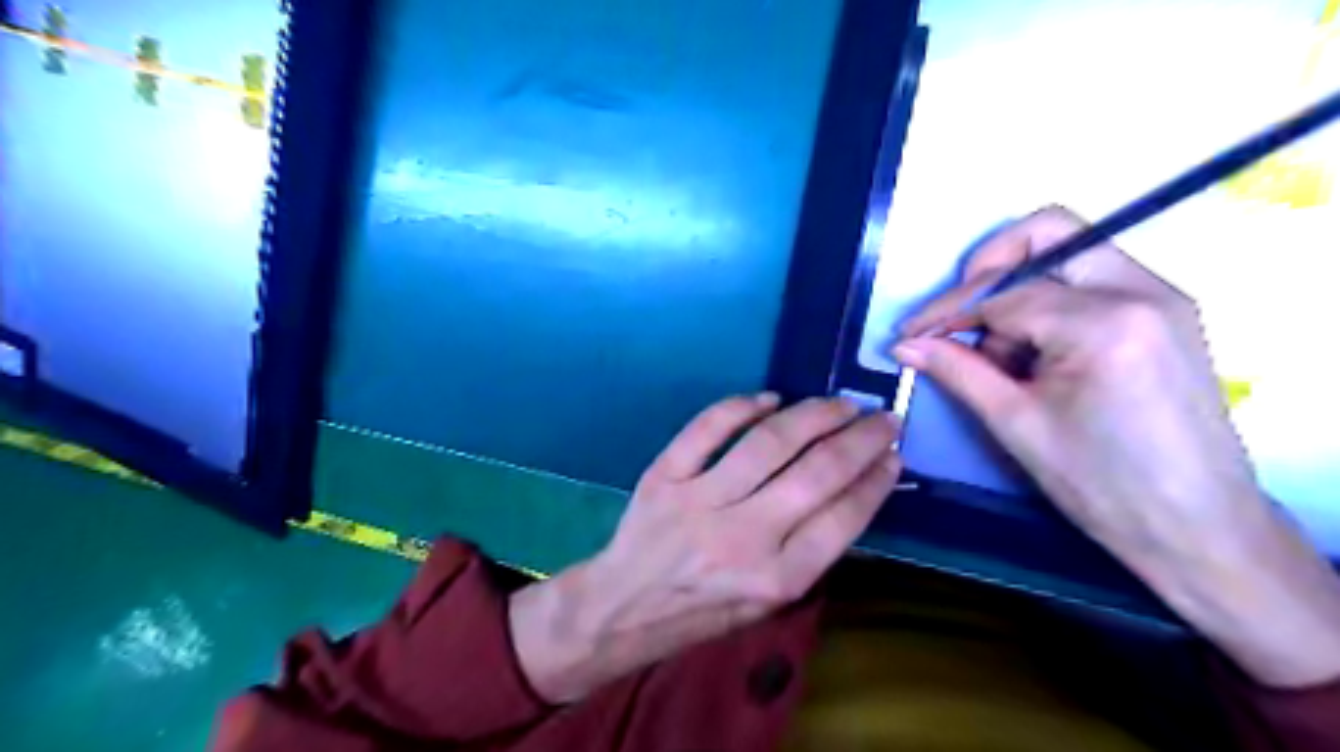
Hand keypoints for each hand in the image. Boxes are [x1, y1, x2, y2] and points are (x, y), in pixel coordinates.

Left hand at [508, 393, 904, 704]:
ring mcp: (700, 501)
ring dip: (813, 414)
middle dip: (860, 439)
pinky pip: (707, 428)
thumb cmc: (704, 611)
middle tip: (882, 418)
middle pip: (816, 473)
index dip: (876, 479)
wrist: (625, 607)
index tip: (894, 453)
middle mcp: (744, 537)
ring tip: (839, 403)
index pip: (843, 517)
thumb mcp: (768, 603)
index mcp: (777, 579)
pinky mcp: (664, 475)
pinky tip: (770, 398)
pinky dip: (742, 406)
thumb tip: (852, 488)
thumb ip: (809, 551)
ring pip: (769, 442)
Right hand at [893, 207, 1339, 690]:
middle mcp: (1142, 290)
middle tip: (956, 315)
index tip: (910, 334)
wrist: (1199, 528)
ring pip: (1069, 253)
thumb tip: (904, 344)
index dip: (947, 312)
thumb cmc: (1102, 485)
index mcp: (1105, 322)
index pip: (1003, 292)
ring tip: (1001, 358)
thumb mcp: (1015, 424)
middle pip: (1048, 232)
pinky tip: (1034, 356)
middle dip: (987, 267)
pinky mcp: (1165, 312)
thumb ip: (957, 370)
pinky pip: (1090, 281)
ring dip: (1018, 292)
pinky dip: (1048, 305)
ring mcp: (1161, 296)